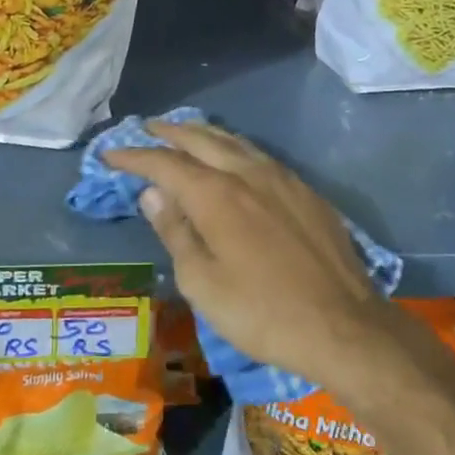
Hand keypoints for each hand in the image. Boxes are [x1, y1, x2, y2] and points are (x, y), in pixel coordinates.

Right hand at [103, 122, 387, 390]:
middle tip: (145, 129)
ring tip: (184, 134)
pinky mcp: (305, 191)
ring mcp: (281, 178)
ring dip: (203, 134)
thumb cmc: (262, 312)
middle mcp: (247, 173)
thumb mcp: (202, 283)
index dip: (134, 157)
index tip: (111, 155)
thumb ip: (175, 231)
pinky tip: (232, 159)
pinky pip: (259, 155)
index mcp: (216, 194)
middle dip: (168, 132)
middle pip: (200, 139)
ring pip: (234, 141)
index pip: (164, 163)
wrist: (344, 325)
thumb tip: (153, 194)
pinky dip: (233, 148)